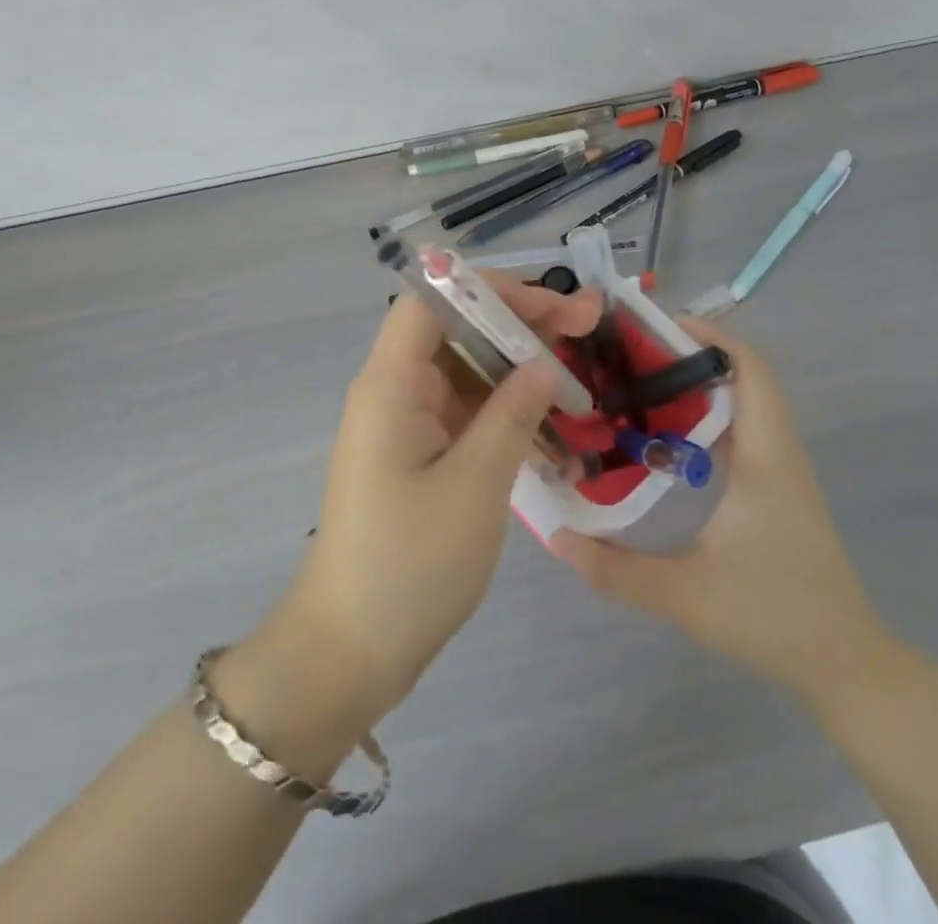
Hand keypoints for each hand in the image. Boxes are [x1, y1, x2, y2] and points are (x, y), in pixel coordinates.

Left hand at [268, 275, 602, 724]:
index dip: (492, 290)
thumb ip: (511, 414)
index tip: (552, 305)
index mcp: (390, 382)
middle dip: (518, 324)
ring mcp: (404, 423)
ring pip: (464, 370)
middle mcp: (393, 390)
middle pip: (455, 329)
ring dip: (517, 368)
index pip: (434, 299)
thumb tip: (543, 363)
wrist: (351, 648)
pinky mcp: (417, 454)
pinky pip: (464, 411)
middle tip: (586, 328)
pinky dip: (505, 409)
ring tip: (579, 373)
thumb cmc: (410, 564)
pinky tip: (551, 421)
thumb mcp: (474, 486)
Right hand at [551, 316, 891, 703]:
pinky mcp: (777, 491)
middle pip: (743, 377)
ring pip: (743, 405)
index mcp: (764, 457)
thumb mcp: (685, 596)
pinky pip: (741, 433)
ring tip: (638, 387)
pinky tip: (665, 442)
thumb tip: (556, 539)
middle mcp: (777, 452)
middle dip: (689, 356)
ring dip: (698, 387)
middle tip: (629, 356)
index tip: (655, 327)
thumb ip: (615, 570)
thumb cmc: (773, 617)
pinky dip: (706, 419)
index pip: (749, 370)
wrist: (848, 666)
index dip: (709, 336)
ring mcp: (781, 472)